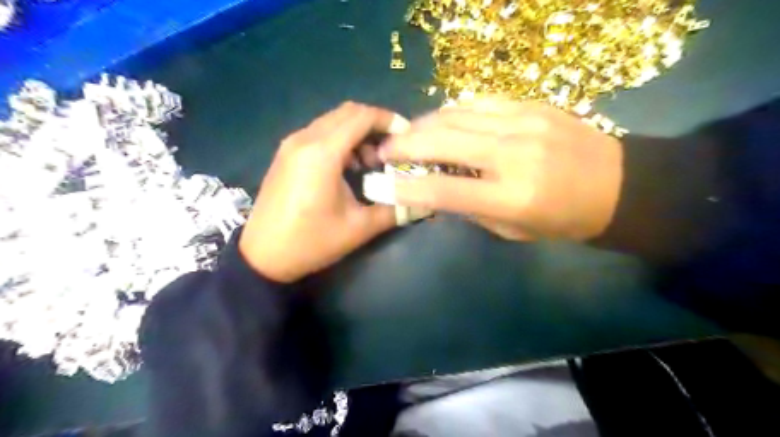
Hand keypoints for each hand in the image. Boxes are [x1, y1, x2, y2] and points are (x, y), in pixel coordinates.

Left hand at [240, 100, 410, 283]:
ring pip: (333, 121)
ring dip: (357, 133)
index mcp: (322, 153)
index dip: (389, 120)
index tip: (407, 136)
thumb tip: (424, 202)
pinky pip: (319, 133)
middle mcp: (305, 139)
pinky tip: (348, 166)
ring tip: (371, 162)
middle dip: (375, 125)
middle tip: (392, 150)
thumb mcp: (359, 228)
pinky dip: (340, 140)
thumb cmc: (311, 242)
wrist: (263, 257)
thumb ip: (395, 210)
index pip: (362, 116)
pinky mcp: (286, 154)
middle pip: (348, 112)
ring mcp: (291, 144)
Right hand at [377, 98, 622, 240]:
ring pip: (455, 115)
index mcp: (511, 196)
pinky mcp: (531, 105)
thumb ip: (471, 208)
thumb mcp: (513, 230)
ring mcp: (523, 123)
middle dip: (403, 145)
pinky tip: (440, 121)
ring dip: (422, 125)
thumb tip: (436, 190)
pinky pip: (478, 103)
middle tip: (383, 150)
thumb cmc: (562, 219)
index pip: (444, 191)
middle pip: (442, 141)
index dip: (407, 189)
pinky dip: (451, 112)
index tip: (383, 185)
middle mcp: (513, 155)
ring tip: (406, 135)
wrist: (618, 185)